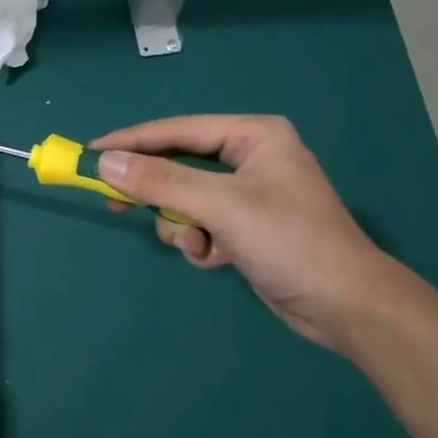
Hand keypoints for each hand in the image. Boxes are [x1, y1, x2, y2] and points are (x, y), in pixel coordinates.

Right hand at [92, 115, 398, 352]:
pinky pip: (202, 224)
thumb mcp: (220, 206)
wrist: (346, 306)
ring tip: (199, 245)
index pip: (177, 130)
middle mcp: (250, 158)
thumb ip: (160, 181)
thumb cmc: (289, 241)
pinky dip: (202, 243)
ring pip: (185, 200)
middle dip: (157, 192)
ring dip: (183, 226)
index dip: (131, 141)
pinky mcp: (247, 227)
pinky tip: (220, 259)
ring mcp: (249, 194)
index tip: (90, 152)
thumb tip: (105, 162)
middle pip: (179, 165)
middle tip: (113, 202)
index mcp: (253, 136)